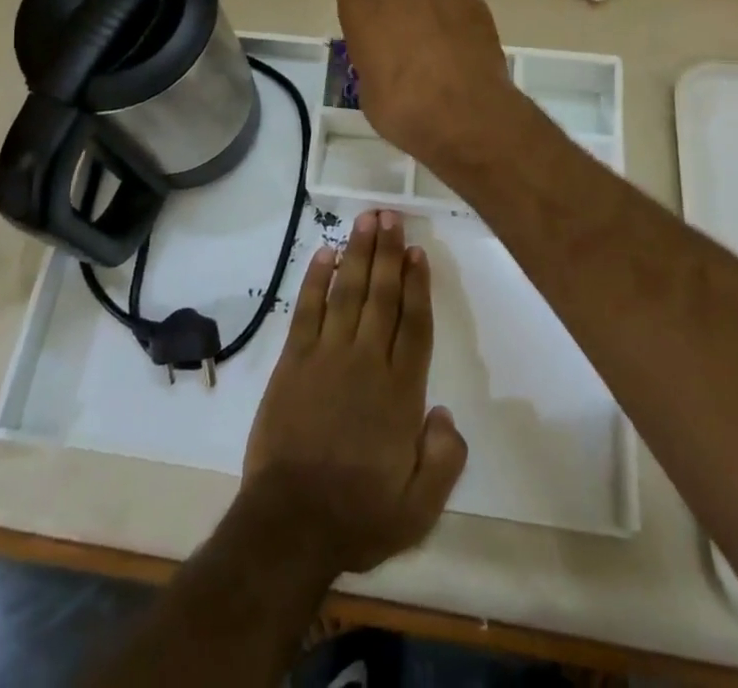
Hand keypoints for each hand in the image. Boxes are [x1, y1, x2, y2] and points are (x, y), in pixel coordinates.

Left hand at [241, 209, 467, 575]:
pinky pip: (308, 309)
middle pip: (382, 296)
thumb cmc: (359, 515)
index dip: (418, 285)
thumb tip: (445, 412)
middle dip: (388, 253)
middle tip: (391, 215)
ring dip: (358, 253)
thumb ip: (444, 459)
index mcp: (401, 392)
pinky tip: (324, 254)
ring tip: (366, 220)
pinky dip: (316, 279)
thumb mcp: (420, 507)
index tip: (418, 252)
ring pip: (347, 292)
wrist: (291, 523)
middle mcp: (367, 362)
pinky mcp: (294, 360)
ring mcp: (327, 356)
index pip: (415, 325)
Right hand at [333, 0, 518, 164]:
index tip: (359, 7)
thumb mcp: (367, 88)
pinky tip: (459, 47)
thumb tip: (382, 57)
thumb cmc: (402, 108)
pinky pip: (456, 0)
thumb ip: (370, 56)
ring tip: (431, 34)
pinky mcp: (474, 4)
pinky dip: (453, 16)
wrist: (465, 116)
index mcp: (363, 5)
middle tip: (392, 7)